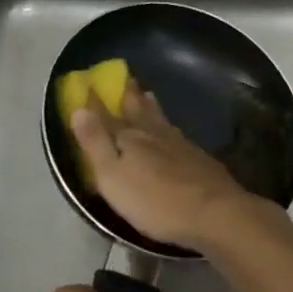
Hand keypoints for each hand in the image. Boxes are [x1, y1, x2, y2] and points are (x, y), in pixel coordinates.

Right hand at [70, 80, 261, 250]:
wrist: (214, 212)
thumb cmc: (155, 201)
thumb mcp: (113, 178)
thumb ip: (95, 144)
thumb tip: (79, 109)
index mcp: (129, 138)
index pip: (107, 115)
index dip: (96, 102)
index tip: (89, 84)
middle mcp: (154, 133)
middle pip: (138, 110)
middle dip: (129, 95)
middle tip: (127, 79)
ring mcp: (179, 144)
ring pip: (160, 119)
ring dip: (150, 106)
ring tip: (148, 95)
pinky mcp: (198, 158)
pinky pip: (176, 133)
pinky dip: (169, 125)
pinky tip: (174, 131)